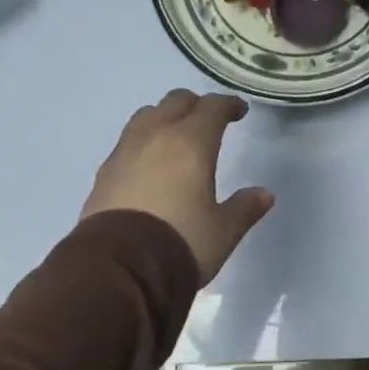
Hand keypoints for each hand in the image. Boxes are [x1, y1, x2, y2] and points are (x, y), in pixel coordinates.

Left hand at [81, 90, 273, 281]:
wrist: (120, 267)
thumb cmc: (181, 243)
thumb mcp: (223, 231)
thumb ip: (244, 208)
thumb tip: (264, 194)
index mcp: (191, 143)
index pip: (212, 108)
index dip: (228, 105)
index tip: (239, 112)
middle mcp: (155, 137)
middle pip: (175, 102)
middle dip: (195, 105)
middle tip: (208, 120)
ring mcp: (124, 152)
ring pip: (146, 116)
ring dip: (164, 117)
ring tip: (174, 137)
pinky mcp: (104, 172)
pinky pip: (127, 142)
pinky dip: (143, 142)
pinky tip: (148, 164)